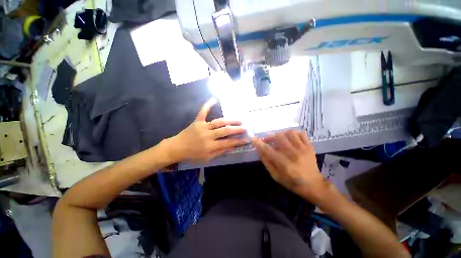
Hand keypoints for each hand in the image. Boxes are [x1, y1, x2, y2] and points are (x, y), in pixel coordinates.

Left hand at [169, 97, 248, 162]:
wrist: (177, 148)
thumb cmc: (192, 154)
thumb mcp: (207, 158)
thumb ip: (219, 152)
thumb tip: (231, 146)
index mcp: (211, 146)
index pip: (228, 143)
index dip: (239, 141)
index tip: (247, 139)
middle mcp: (208, 136)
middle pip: (225, 131)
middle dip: (237, 129)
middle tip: (245, 127)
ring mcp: (203, 127)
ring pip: (219, 122)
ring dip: (230, 120)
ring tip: (238, 119)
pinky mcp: (197, 121)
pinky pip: (203, 112)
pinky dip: (208, 105)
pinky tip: (214, 99)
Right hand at [252, 130, 330, 202]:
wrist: (314, 185)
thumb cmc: (292, 182)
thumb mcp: (276, 176)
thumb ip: (267, 162)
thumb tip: (259, 150)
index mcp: (284, 164)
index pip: (268, 150)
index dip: (259, 144)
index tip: (253, 139)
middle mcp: (293, 154)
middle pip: (279, 137)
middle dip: (270, 137)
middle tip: (267, 140)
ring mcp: (303, 149)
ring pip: (290, 133)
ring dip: (281, 133)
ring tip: (278, 137)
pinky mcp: (309, 147)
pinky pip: (301, 133)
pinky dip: (293, 133)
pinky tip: (289, 137)